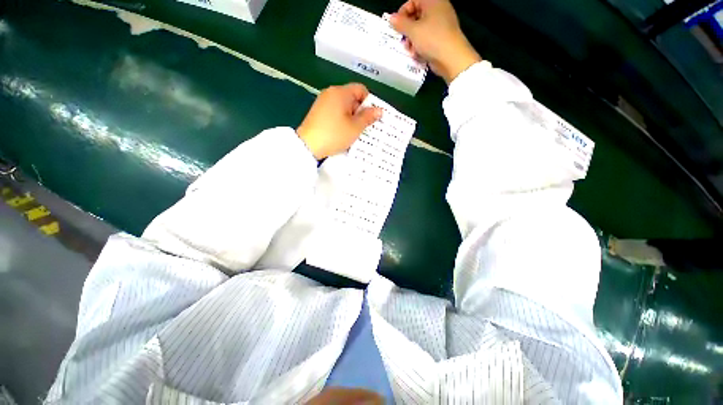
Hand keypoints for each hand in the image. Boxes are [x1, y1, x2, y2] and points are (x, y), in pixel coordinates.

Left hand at [297, 83, 381, 159]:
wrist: (308, 145)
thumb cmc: (334, 134)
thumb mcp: (355, 127)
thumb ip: (368, 117)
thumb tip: (379, 110)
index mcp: (341, 92)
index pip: (361, 89)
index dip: (369, 102)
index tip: (371, 116)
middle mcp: (330, 93)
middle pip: (352, 97)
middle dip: (360, 111)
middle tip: (365, 127)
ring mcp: (322, 102)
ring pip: (343, 106)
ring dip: (351, 117)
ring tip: (354, 131)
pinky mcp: (317, 112)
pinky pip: (335, 112)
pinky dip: (341, 119)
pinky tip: (342, 131)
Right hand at [390, 0, 481, 83]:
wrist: (452, 58)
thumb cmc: (432, 39)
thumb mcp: (413, 31)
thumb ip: (401, 24)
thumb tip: (391, 18)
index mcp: (433, 1)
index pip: (413, 0)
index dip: (403, 12)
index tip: (397, 26)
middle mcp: (438, 10)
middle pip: (416, 15)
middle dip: (407, 29)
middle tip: (403, 40)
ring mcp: (441, 24)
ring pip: (421, 28)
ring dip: (413, 40)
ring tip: (411, 50)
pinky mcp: (441, 38)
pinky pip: (427, 38)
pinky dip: (420, 45)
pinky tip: (418, 54)